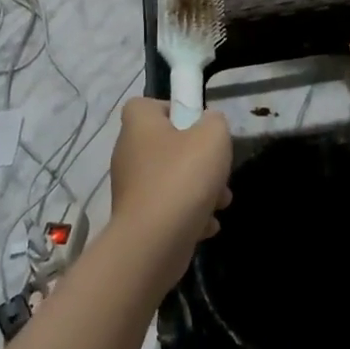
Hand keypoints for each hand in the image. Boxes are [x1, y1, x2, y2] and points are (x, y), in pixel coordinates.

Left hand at [108, 100, 231, 278]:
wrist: (154, 243)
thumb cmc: (182, 177)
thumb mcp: (213, 136)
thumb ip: (215, 122)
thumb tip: (209, 124)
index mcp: (138, 125)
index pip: (147, 105)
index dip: (173, 111)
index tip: (197, 126)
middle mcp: (128, 153)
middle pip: (167, 146)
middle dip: (198, 159)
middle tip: (217, 170)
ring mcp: (131, 189)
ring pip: (171, 180)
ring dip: (199, 190)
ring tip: (221, 203)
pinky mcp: (137, 219)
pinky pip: (167, 209)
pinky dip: (188, 216)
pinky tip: (206, 226)